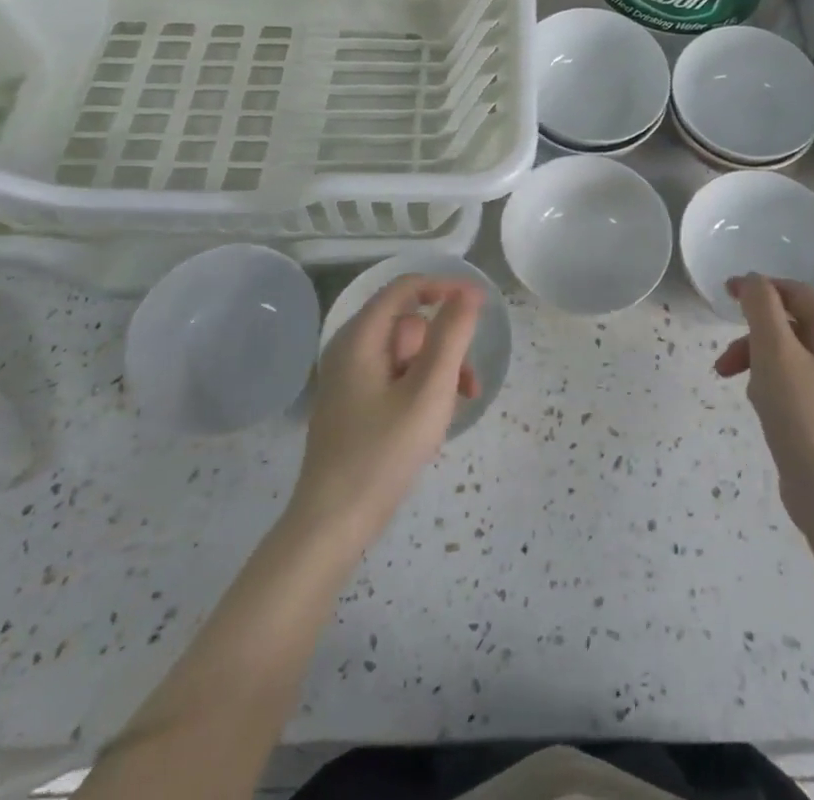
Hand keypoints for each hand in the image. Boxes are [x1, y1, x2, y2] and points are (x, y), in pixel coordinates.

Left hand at [290, 275, 482, 543]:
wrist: (332, 525)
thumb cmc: (382, 453)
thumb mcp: (428, 391)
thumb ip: (451, 336)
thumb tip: (468, 293)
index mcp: (360, 338)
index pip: (406, 288)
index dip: (445, 288)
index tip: (481, 306)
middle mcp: (351, 349)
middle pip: (409, 324)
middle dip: (445, 345)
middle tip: (469, 381)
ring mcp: (351, 379)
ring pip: (407, 354)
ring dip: (439, 371)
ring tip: (460, 404)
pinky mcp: (356, 405)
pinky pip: (397, 378)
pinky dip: (422, 388)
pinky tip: (436, 419)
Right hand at [715, 274, 813, 547]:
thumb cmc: (803, 415)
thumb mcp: (774, 352)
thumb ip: (761, 307)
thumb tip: (754, 280)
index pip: (794, 292)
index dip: (758, 289)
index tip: (724, 295)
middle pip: (791, 324)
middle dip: (753, 337)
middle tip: (724, 361)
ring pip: (790, 355)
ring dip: (758, 363)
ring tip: (742, 389)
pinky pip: (797, 383)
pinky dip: (773, 386)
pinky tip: (762, 409)